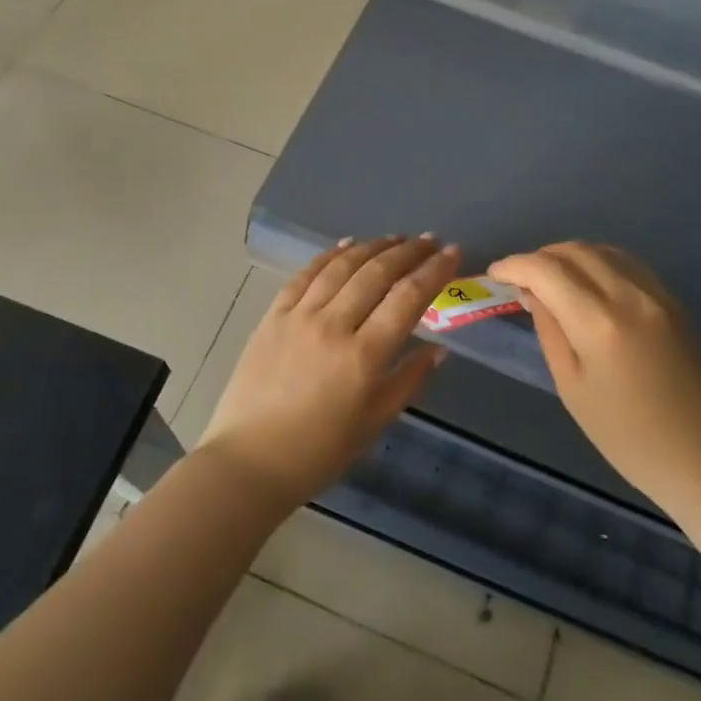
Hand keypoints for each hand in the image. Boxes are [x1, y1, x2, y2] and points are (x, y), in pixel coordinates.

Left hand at [199, 236, 462, 511]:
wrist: (248, 462)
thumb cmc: (318, 452)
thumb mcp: (374, 423)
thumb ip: (408, 380)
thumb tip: (439, 349)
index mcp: (363, 356)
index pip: (407, 298)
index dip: (434, 271)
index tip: (452, 252)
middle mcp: (333, 326)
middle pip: (377, 273)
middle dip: (408, 252)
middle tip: (428, 240)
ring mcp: (299, 316)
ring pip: (342, 266)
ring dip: (372, 247)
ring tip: (395, 239)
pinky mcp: (273, 316)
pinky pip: (305, 275)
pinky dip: (329, 255)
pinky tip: (346, 245)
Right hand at [488, 243, 700, 507]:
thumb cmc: (627, 436)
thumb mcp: (572, 387)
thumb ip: (550, 330)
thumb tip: (533, 293)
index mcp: (599, 323)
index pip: (546, 270)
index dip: (514, 265)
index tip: (496, 274)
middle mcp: (629, 295)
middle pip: (575, 251)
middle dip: (540, 257)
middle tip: (520, 279)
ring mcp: (657, 294)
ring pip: (603, 250)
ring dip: (569, 255)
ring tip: (551, 279)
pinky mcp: (673, 300)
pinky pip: (627, 263)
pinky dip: (599, 262)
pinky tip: (587, 283)